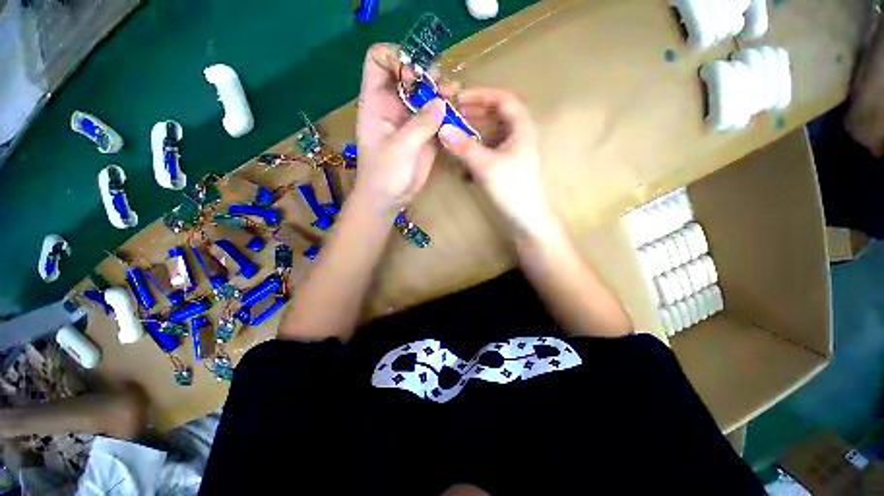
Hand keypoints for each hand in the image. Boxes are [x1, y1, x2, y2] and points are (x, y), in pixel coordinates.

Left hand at [354, 44, 452, 213]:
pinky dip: (448, 110)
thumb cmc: (384, 174)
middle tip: (441, 86)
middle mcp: (394, 105)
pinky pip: (437, 114)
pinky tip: (457, 111)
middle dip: (426, 74)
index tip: (415, 76)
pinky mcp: (425, 134)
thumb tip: (441, 102)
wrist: (389, 199)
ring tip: (453, 95)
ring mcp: (411, 119)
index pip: (379, 60)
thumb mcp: (399, 148)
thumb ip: (419, 124)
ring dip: (441, 90)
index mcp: (376, 102)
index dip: (397, 58)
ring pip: (426, 93)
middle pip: (409, 73)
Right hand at [438, 88, 550, 234]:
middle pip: (495, 115)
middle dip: (473, 113)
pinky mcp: (504, 166)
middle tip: (451, 114)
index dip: (481, 95)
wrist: (526, 219)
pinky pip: (488, 150)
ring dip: (472, 131)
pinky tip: (461, 156)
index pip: (503, 100)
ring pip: (490, 133)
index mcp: (521, 128)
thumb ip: (464, 147)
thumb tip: (442, 129)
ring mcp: (511, 152)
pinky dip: (475, 149)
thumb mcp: (487, 166)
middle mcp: (517, 136)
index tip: (459, 97)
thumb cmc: (512, 189)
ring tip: (452, 132)